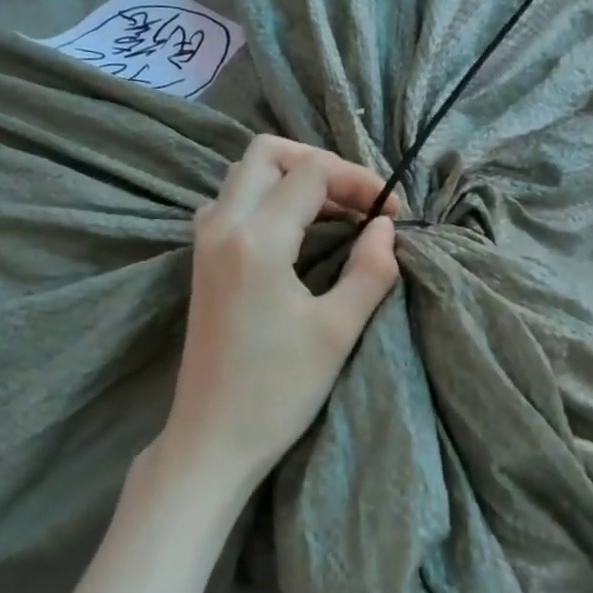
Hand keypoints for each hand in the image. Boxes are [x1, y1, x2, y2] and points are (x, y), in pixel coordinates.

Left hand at [150, 136, 399, 500]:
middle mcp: (222, 226)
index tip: (391, 214)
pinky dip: (267, 198)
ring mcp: (205, 242)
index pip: (312, 173)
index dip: (358, 182)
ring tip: (334, 214)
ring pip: (245, 174)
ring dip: (292, 179)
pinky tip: (294, 232)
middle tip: (358, 200)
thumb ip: (370, 271)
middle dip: (319, 164)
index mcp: (256, 239)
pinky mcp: (201, 261)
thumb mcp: (337, 331)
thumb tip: (385, 228)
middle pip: (268, 154)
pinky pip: (231, 202)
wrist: (212, 438)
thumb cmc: (277, 391)